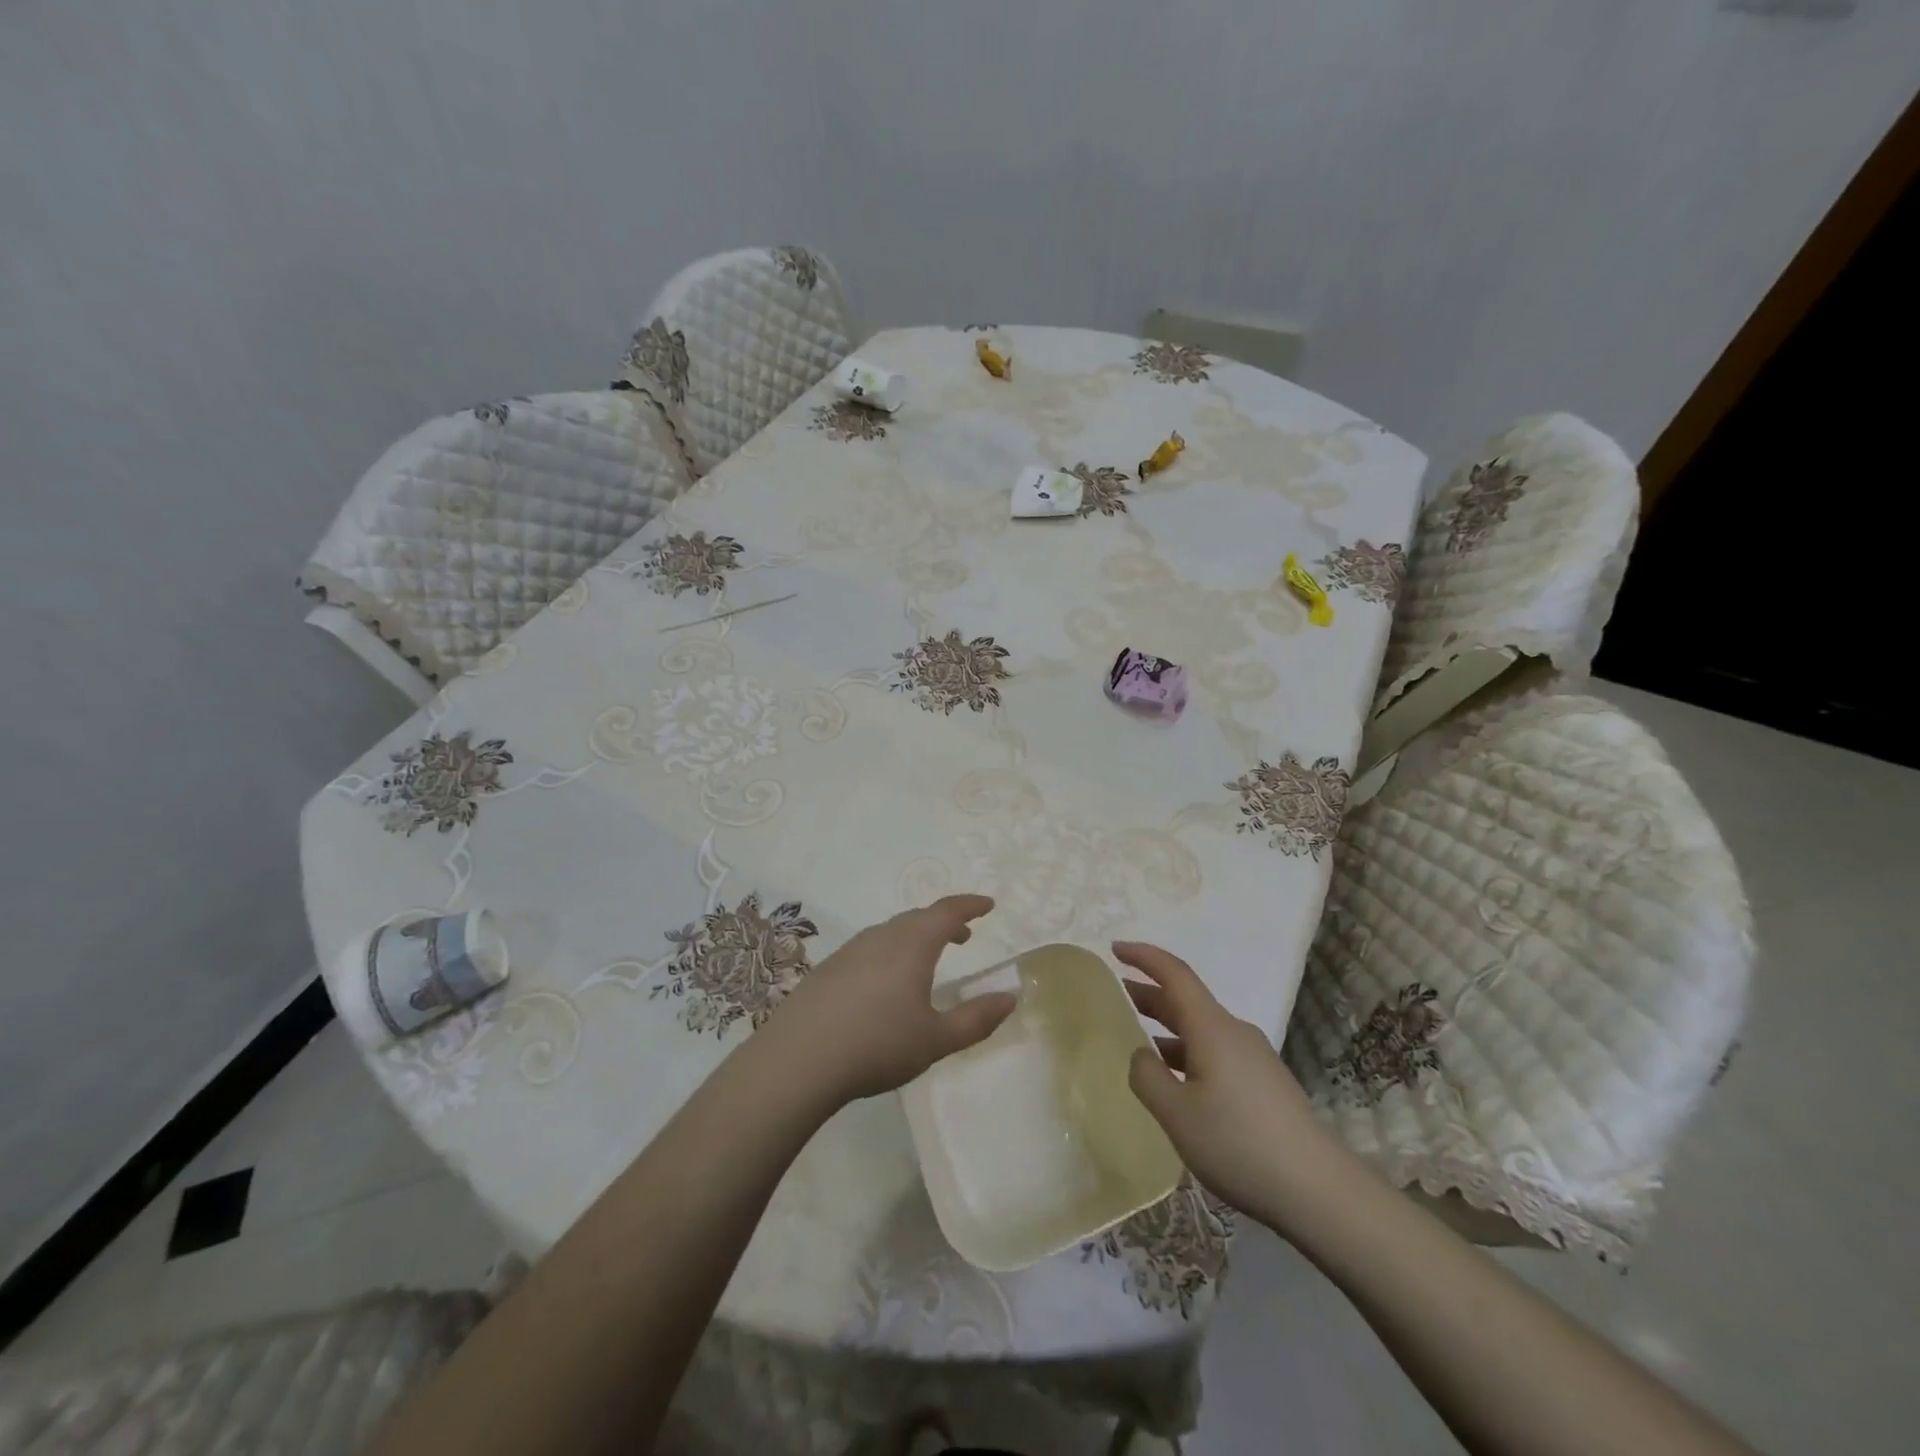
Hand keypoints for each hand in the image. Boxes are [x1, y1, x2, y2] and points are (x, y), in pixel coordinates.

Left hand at [766, 895, 1014, 1104]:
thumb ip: (976, 1019)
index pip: (947, 911)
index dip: (970, 905)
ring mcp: (850, 950)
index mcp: (911, 945)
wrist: (797, 1060)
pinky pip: (869, 948)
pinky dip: (890, 952)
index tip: (989, 906)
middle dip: (944, 922)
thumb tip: (1010, 998)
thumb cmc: (876, 1045)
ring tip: (927, 959)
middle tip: (963, 936)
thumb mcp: (936, 1040)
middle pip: (918, 918)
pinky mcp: (827, 969)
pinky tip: (884, 984)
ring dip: (915, 936)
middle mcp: (881, 937)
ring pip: (891, 932)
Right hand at [1117, 941, 1334, 1225]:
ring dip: (1167, 1028)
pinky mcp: (1263, 1083)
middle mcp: (1234, 1032)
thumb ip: (1147, 1076)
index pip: (1174, 974)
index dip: (1143, 956)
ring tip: (1137, 1042)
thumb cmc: (1239, 1143)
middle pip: (1186, 1001)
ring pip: (1201, 1030)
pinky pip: (1215, 1052)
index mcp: (1212, 1027)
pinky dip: (1187, 1052)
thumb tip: (1141, 1054)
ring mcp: (1253, 1057)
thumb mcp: (1176, 1114)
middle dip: (1149, 994)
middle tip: (1114, 996)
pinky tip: (1176, 1082)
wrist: (1318, 1190)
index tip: (1115, 948)